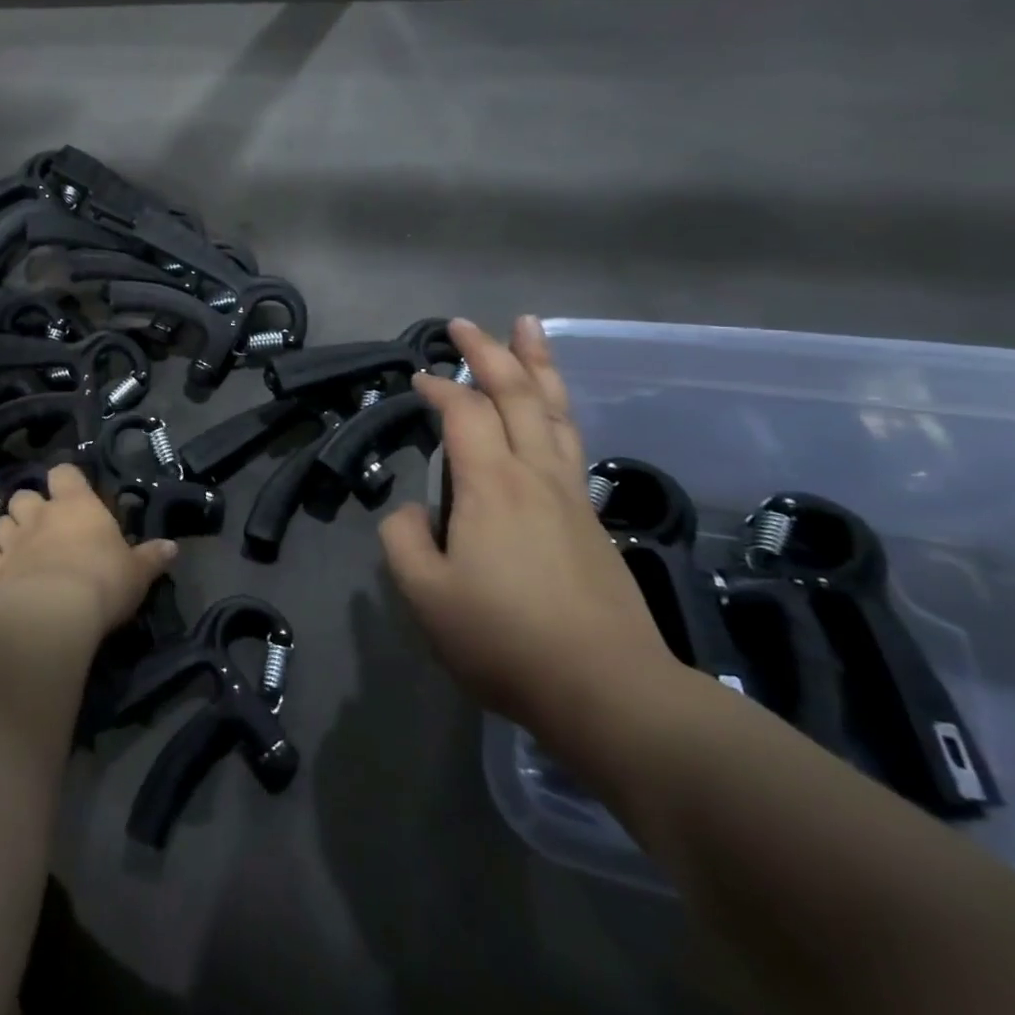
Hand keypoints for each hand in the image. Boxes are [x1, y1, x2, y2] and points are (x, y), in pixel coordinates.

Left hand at [0, 463, 176, 636]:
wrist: (54, 613)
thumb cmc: (103, 582)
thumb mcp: (138, 572)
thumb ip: (152, 557)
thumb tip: (173, 547)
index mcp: (77, 504)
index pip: (64, 472)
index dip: (65, 480)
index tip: (72, 493)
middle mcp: (40, 514)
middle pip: (24, 494)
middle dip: (31, 507)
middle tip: (44, 526)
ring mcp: (12, 540)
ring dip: (7, 529)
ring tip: (18, 546)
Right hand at [379, 317, 676, 738]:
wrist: (609, 691)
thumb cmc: (506, 640)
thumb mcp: (426, 596)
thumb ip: (404, 541)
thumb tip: (417, 511)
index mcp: (492, 485)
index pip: (463, 413)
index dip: (439, 388)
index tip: (417, 378)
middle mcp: (535, 475)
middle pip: (518, 394)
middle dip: (490, 352)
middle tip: (466, 324)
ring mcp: (571, 495)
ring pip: (556, 411)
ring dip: (538, 365)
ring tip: (529, 329)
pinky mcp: (591, 520)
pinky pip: (571, 440)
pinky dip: (557, 408)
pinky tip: (552, 410)